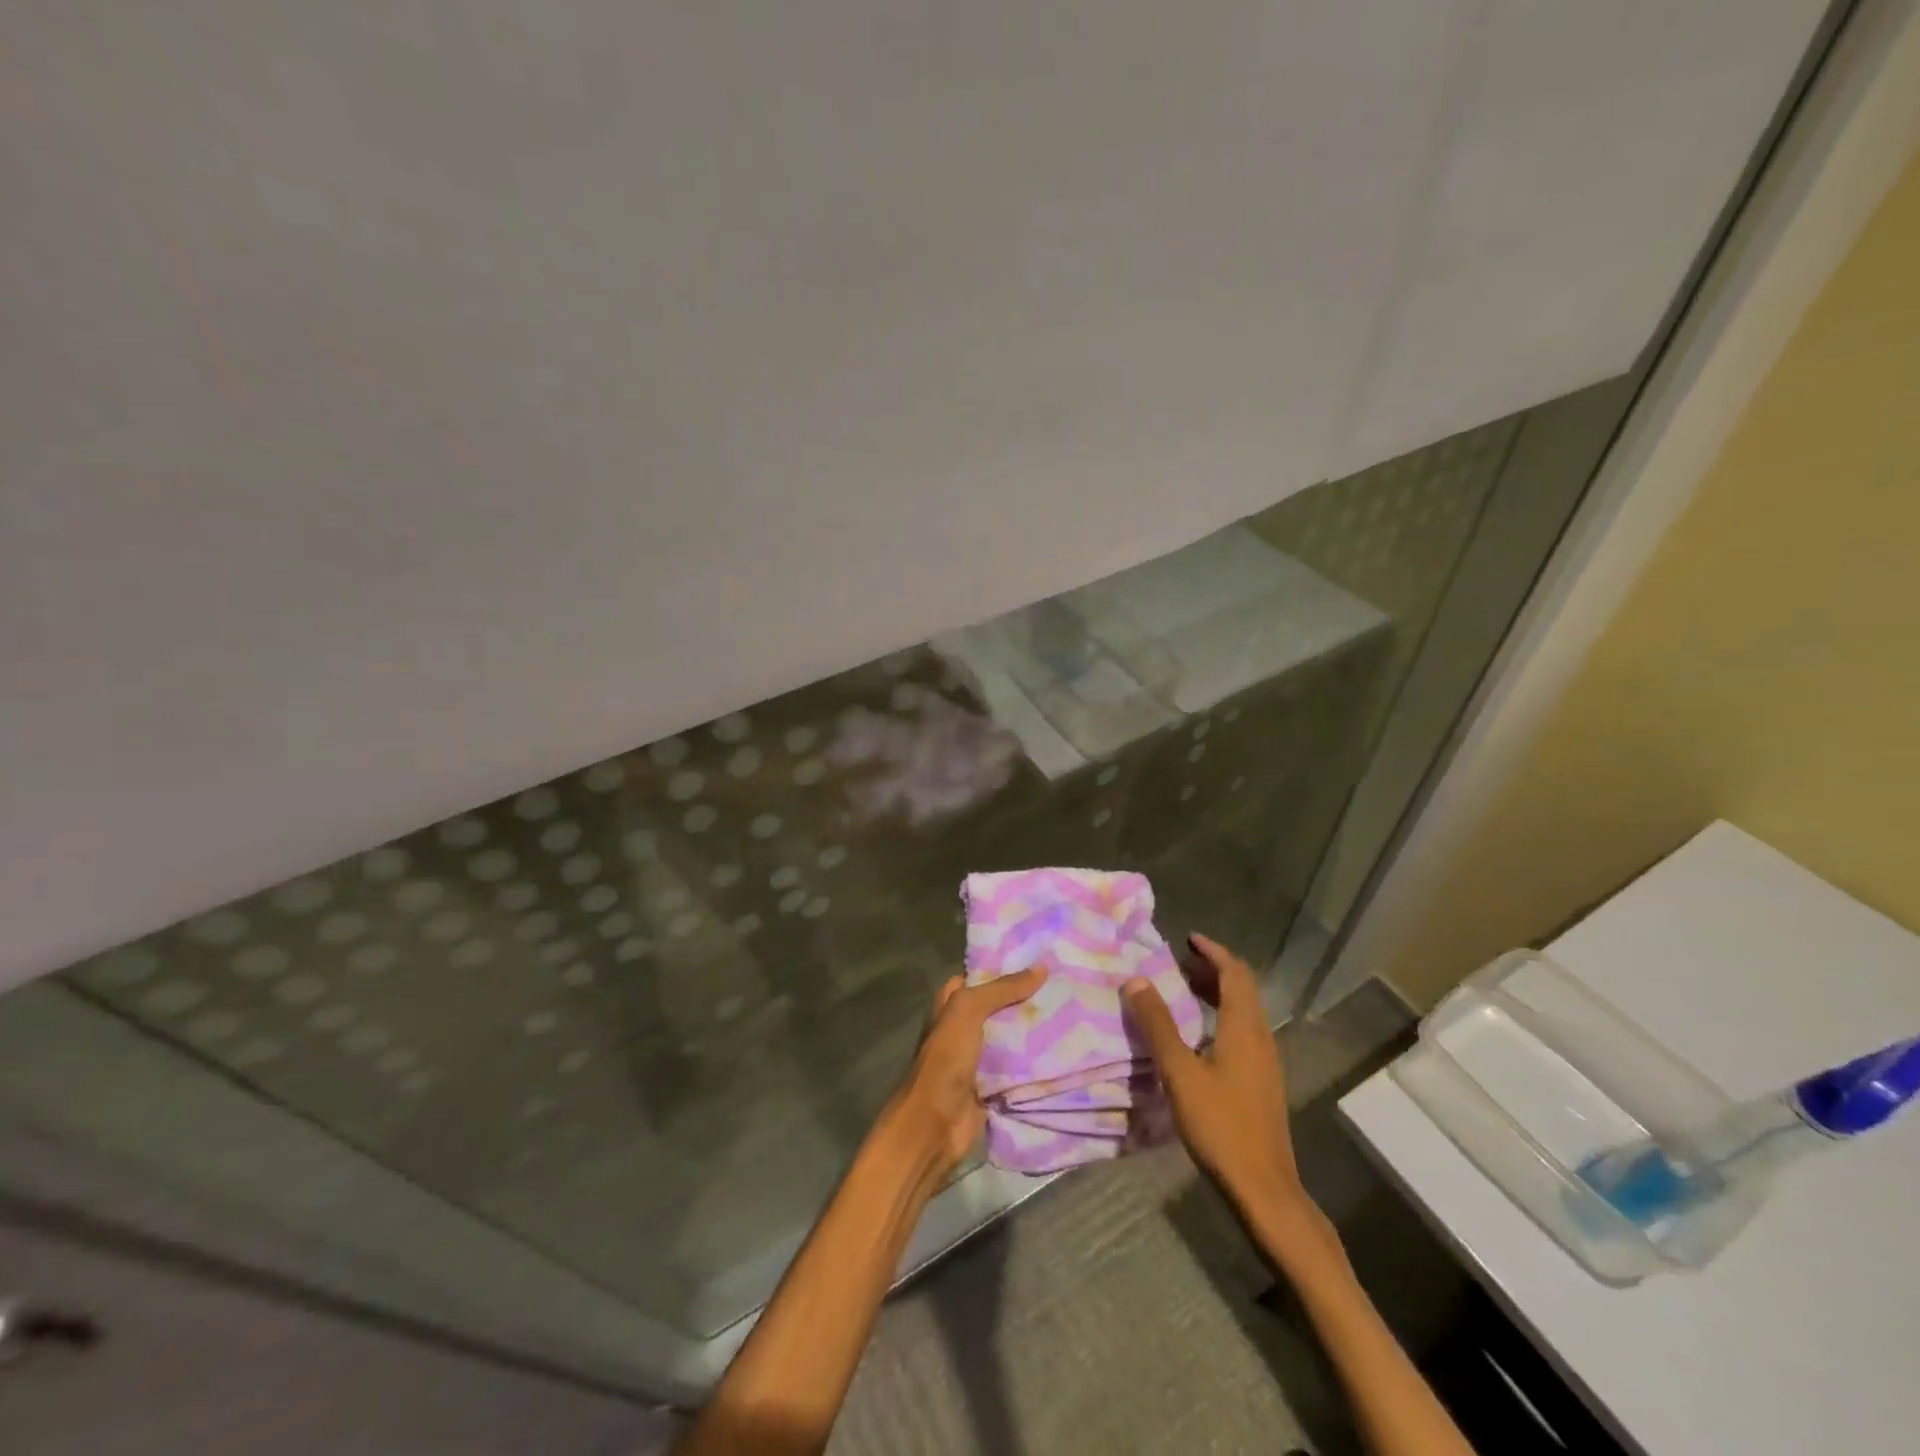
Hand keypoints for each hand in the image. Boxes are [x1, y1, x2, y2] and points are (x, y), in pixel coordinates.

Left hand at [889, 968, 1046, 1177]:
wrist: (936, 1123)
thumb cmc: (946, 1059)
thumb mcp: (968, 1011)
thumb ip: (1002, 989)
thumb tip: (1041, 968)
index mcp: (950, 1006)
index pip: (978, 978)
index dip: (1003, 968)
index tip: (1038, 960)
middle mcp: (963, 1028)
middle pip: (998, 1007)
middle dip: (1026, 999)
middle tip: (1064, 984)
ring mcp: (978, 1058)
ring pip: (1011, 1037)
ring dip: (1035, 1030)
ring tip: (1072, 1011)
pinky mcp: (993, 1085)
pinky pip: (1018, 1067)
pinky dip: (1037, 1062)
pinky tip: (1065, 1049)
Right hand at [1123, 934, 1315, 1221]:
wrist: (1264, 1188)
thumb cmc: (1221, 1125)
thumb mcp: (1180, 1073)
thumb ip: (1158, 1025)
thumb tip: (1136, 981)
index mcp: (1244, 1028)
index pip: (1234, 974)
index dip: (1213, 952)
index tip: (1188, 938)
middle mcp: (1260, 1038)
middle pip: (1243, 990)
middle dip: (1213, 970)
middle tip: (1180, 962)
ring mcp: (1265, 1062)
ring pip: (1245, 1012)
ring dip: (1218, 993)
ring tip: (1186, 990)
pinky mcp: (1262, 1082)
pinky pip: (1244, 1032)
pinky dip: (1222, 1017)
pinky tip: (1200, 1035)